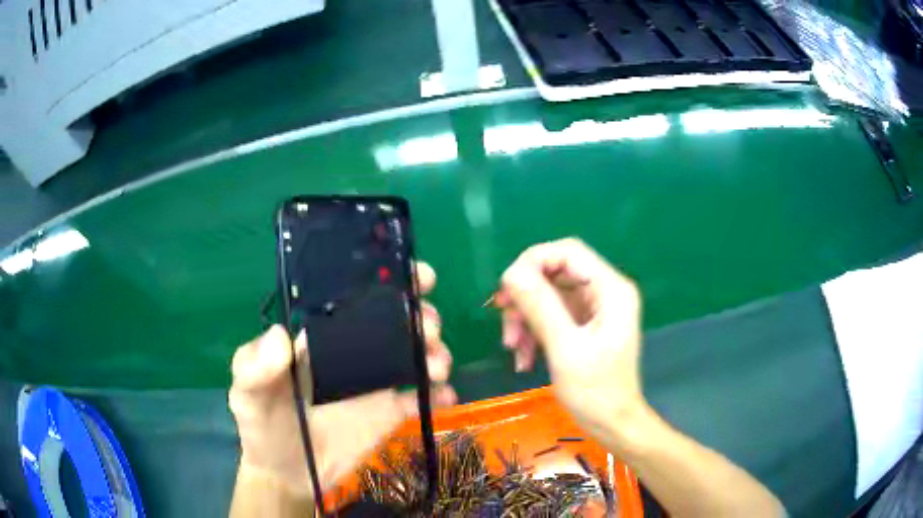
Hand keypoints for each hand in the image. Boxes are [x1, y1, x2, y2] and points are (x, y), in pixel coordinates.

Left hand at [228, 263, 454, 498]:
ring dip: (434, 352)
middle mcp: (352, 352)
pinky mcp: (389, 413)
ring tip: (436, 366)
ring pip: (414, 355)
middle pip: (395, 321)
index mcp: (320, 337)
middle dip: (420, 315)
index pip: (354, 297)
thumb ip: (253, 366)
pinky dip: (440, 394)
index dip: (386, 281)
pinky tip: (445, 396)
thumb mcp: (247, 394)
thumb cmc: (262, 426)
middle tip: (429, 326)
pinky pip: (421, 398)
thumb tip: (280, 336)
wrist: (286, 474)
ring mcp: (374, 383)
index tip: (416, 274)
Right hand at [497, 238, 644, 442]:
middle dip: (526, 297)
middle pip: (555, 273)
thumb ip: (540, 307)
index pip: (568, 252)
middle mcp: (604, 292)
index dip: (534, 261)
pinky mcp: (583, 326)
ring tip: (513, 349)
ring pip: (548, 296)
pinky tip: (523, 359)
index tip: (507, 288)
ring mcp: (593, 309)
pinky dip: (533, 333)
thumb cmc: (596, 391)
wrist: (612, 425)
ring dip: (525, 319)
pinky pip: (551, 316)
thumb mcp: (565, 348)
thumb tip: (511, 272)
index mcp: (610, 289)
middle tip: (505, 322)